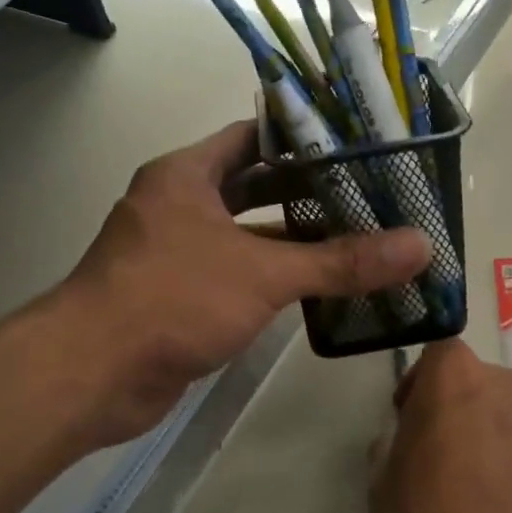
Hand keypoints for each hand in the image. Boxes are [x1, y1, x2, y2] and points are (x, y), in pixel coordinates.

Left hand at [51, 121, 430, 447]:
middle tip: (369, 194)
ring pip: (246, 234)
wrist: (92, 375)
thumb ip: (341, 261)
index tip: (357, 144)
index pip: (253, 137)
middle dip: (307, 191)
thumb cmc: (172, 299)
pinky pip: (237, 274)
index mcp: (186, 175)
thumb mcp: (263, 273)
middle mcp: (178, 205)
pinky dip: (273, 276)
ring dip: (294, 238)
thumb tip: (419, 246)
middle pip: (254, 186)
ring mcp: (176, 253)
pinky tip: (319, 286)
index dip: (303, 138)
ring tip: (358, 237)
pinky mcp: (179, 296)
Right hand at [369, 339, 511, 512]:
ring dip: (475, 427)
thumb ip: (393, 440)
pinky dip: (498, 453)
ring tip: (457, 477)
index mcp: (456, 378)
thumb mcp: (382, 479)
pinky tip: (484, 496)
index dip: (419, 380)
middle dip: (447, 402)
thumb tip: (407, 436)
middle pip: (469, 378)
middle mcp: (502, 386)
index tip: (406, 415)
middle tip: (426, 446)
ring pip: (494, 407)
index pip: (437, 351)